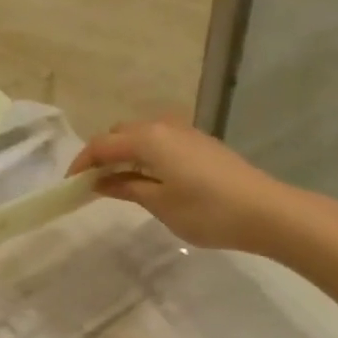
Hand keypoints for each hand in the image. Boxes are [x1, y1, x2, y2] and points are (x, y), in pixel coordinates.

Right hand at [68, 118, 291, 253]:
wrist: (267, 211)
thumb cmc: (207, 211)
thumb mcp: (159, 203)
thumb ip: (126, 187)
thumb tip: (99, 181)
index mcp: (148, 138)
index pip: (102, 144)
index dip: (82, 163)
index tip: (70, 185)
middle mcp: (163, 125)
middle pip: (120, 133)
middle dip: (103, 154)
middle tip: (94, 184)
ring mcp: (185, 131)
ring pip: (142, 135)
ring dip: (125, 153)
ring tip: (120, 183)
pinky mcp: (201, 142)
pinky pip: (161, 140)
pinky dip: (146, 154)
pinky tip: (151, 178)